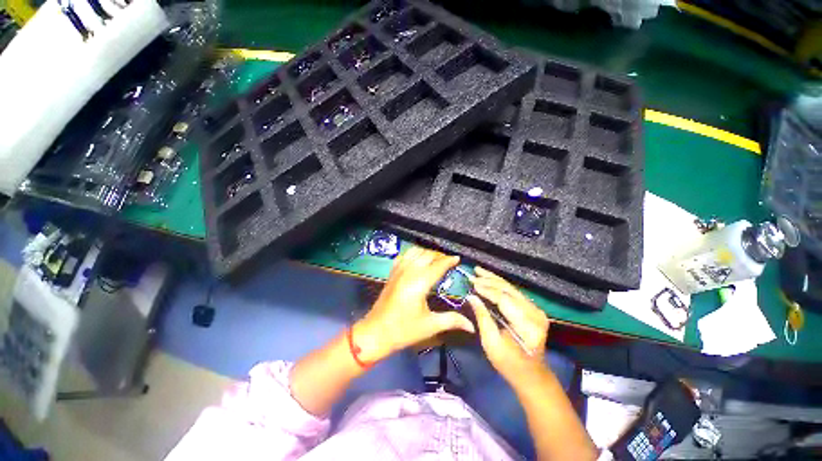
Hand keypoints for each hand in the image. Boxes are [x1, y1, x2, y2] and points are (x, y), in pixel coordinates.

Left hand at [354, 247, 474, 361]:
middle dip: (439, 256)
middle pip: (427, 255)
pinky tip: (418, 260)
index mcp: (419, 283)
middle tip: (448, 263)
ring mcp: (398, 270)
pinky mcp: (392, 273)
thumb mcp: (430, 326)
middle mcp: (409, 272)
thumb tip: (472, 326)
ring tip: (434, 260)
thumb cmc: (404, 330)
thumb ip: (452, 321)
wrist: (376, 332)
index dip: (449, 260)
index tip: (458, 259)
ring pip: (415, 252)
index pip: (438, 265)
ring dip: (426, 253)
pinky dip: (413, 254)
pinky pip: (404, 256)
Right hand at [467, 267, 549, 383]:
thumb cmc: (509, 364)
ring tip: (479, 271)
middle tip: (473, 273)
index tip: (471, 282)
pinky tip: (490, 279)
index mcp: (527, 326)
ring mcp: (536, 310)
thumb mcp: (491, 344)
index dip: (487, 289)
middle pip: (509, 290)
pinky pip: (514, 293)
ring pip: (512, 288)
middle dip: (489, 280)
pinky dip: (500, 285)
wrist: (531, 375)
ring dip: (494, 279)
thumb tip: (471, 297)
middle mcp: (535, 314)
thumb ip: (482, 317)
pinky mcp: (534, 309)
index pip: (504, 300)